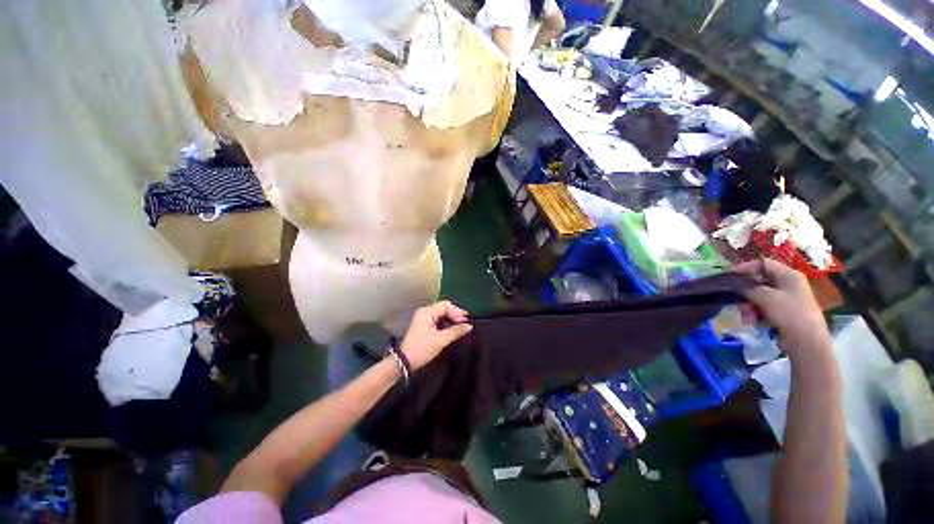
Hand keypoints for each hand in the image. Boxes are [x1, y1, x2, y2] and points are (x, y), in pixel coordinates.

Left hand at [397, 301, 472, 370]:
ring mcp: (423, 320)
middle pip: (443, 309)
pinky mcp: (423, 328)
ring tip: (460, 329)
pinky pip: (437, 322)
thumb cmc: (422, 348)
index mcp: (426, 312)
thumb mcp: (441, 340)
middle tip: (465, 325)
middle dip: (455, 316)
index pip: (445, 305)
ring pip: (441, 316)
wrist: (406, 361)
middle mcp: (424, 313)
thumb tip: (469, 326)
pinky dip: (445, 325)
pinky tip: (452, 332)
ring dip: (451, 321)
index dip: (457, 312)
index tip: (465, 322)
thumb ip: (456, 331)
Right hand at [734, 259, 831, 361]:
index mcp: (789, 274)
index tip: (731, 278)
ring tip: (747, 321)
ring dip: (754, 308)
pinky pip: (771, 312)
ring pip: (766, 300)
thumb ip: (753, 290)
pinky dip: (761, 317)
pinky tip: (757, 326)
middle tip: (739, 307)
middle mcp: (791, 285)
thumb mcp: (770, 299)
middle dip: (749, 294)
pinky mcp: (789, 319)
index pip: (764, 264)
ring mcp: (791, 302)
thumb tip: (739, 285)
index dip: (747, 269)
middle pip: (764, 283)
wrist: (808, 344)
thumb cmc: (791, 315)